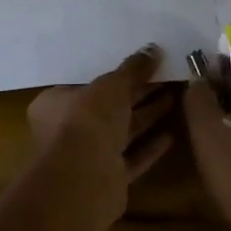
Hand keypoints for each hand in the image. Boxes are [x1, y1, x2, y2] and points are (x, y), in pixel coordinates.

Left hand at [26, 46, 176, 230]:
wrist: (84, 181)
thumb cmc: (87, 120)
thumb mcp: (111, 85)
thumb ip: (132, 69)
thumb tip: (152, 49)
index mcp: (55, 103)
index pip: (86, 83)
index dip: (114, 73)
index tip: (139, 64)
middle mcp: (68, 129)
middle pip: (108, 107)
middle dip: (137, 93)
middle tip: (166, 77)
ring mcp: (88, 157)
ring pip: (122, 132)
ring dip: (147, 116)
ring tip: (175, 98)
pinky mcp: (108, 179)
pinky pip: (132, 158)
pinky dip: (149, 147)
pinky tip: (171, 135)